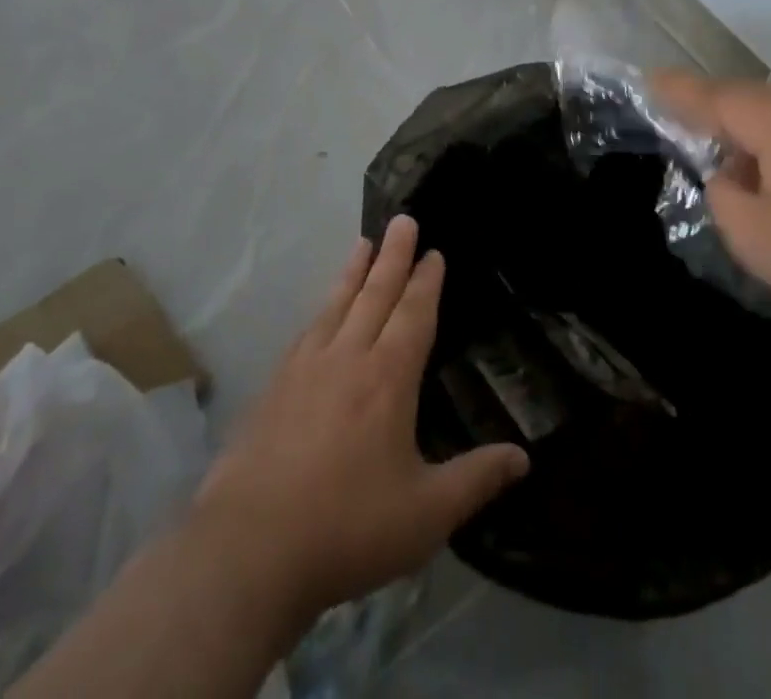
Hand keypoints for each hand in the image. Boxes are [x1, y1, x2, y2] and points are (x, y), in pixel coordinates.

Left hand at [190, 215, 529, 626]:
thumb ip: (476, 480)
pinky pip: (306, 332)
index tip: (433, 251)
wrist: (247, 552)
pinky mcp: (272, 390)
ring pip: (337, 305)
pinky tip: (319, 312)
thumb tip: (523, 458)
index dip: (426, 281)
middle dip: (393, 255)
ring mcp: (304, 370)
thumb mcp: (426, 513)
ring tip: (364, 242)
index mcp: (388, 378)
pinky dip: (321, 310)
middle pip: (376, 294)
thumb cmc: (348, 528)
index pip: (413, 314)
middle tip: (402, 219)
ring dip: (354, 271)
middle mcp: (348, 358)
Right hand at [652, 70, 770, 337]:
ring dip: (749, 129)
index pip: (715, 97)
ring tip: (731, 162)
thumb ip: (722, 192)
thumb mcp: (752, 234)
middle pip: (747, 98)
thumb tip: (728, 173)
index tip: (647, 80)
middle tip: (681, 124)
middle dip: (713, 110)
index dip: (677, 91)